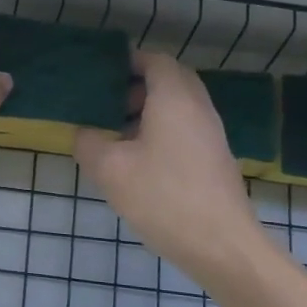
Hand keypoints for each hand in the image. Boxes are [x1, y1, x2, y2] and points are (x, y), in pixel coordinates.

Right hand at [74, 52, 264, 281]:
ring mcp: (211, 134)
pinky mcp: (215, 159)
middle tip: (106, 102)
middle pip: (170, 80)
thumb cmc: (164, 198)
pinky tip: (138, 160)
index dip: (128, 61)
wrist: (222, 246)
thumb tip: (84, 133)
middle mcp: (198, 108)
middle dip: (137, 85)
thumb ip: (89, 143)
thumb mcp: (110, 170)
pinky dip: (161, 130)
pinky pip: (185, 129)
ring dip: (148, 110)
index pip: (155, 60)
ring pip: (178, 106)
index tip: (100, 74)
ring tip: (116, 133)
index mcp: (174, 99)